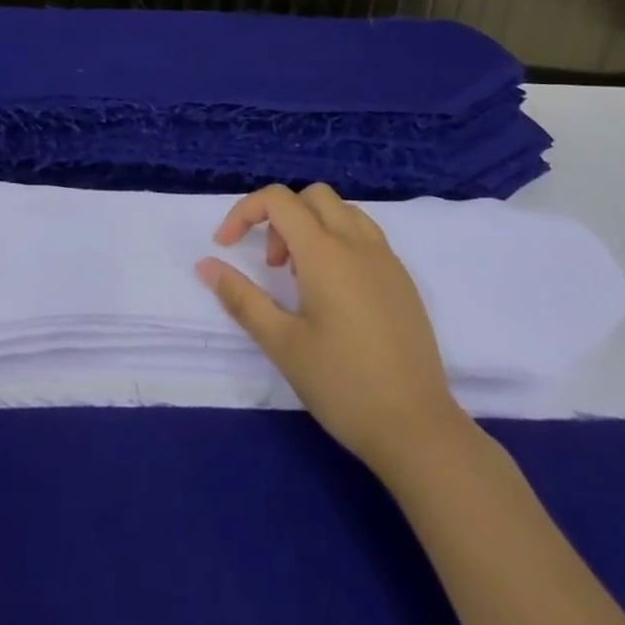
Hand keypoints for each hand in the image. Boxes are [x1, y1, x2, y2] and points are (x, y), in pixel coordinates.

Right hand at [196, 183, 472, 478]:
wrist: (418, 428)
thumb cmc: (343, 384)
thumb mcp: (282, 343)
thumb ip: (242, 298)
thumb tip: (206, 265)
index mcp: (325, 251)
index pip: (278, 200)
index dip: (244, 212)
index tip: (226, 246)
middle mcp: (357, 242)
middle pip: (312, 196)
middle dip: (281, 217)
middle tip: (273, 267)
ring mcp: (386, 259)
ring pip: (342, 212)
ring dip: (312, 226)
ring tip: (302, 278)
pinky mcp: (403, 280)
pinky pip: (365, 235)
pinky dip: (339, 241)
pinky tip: (335, 292)